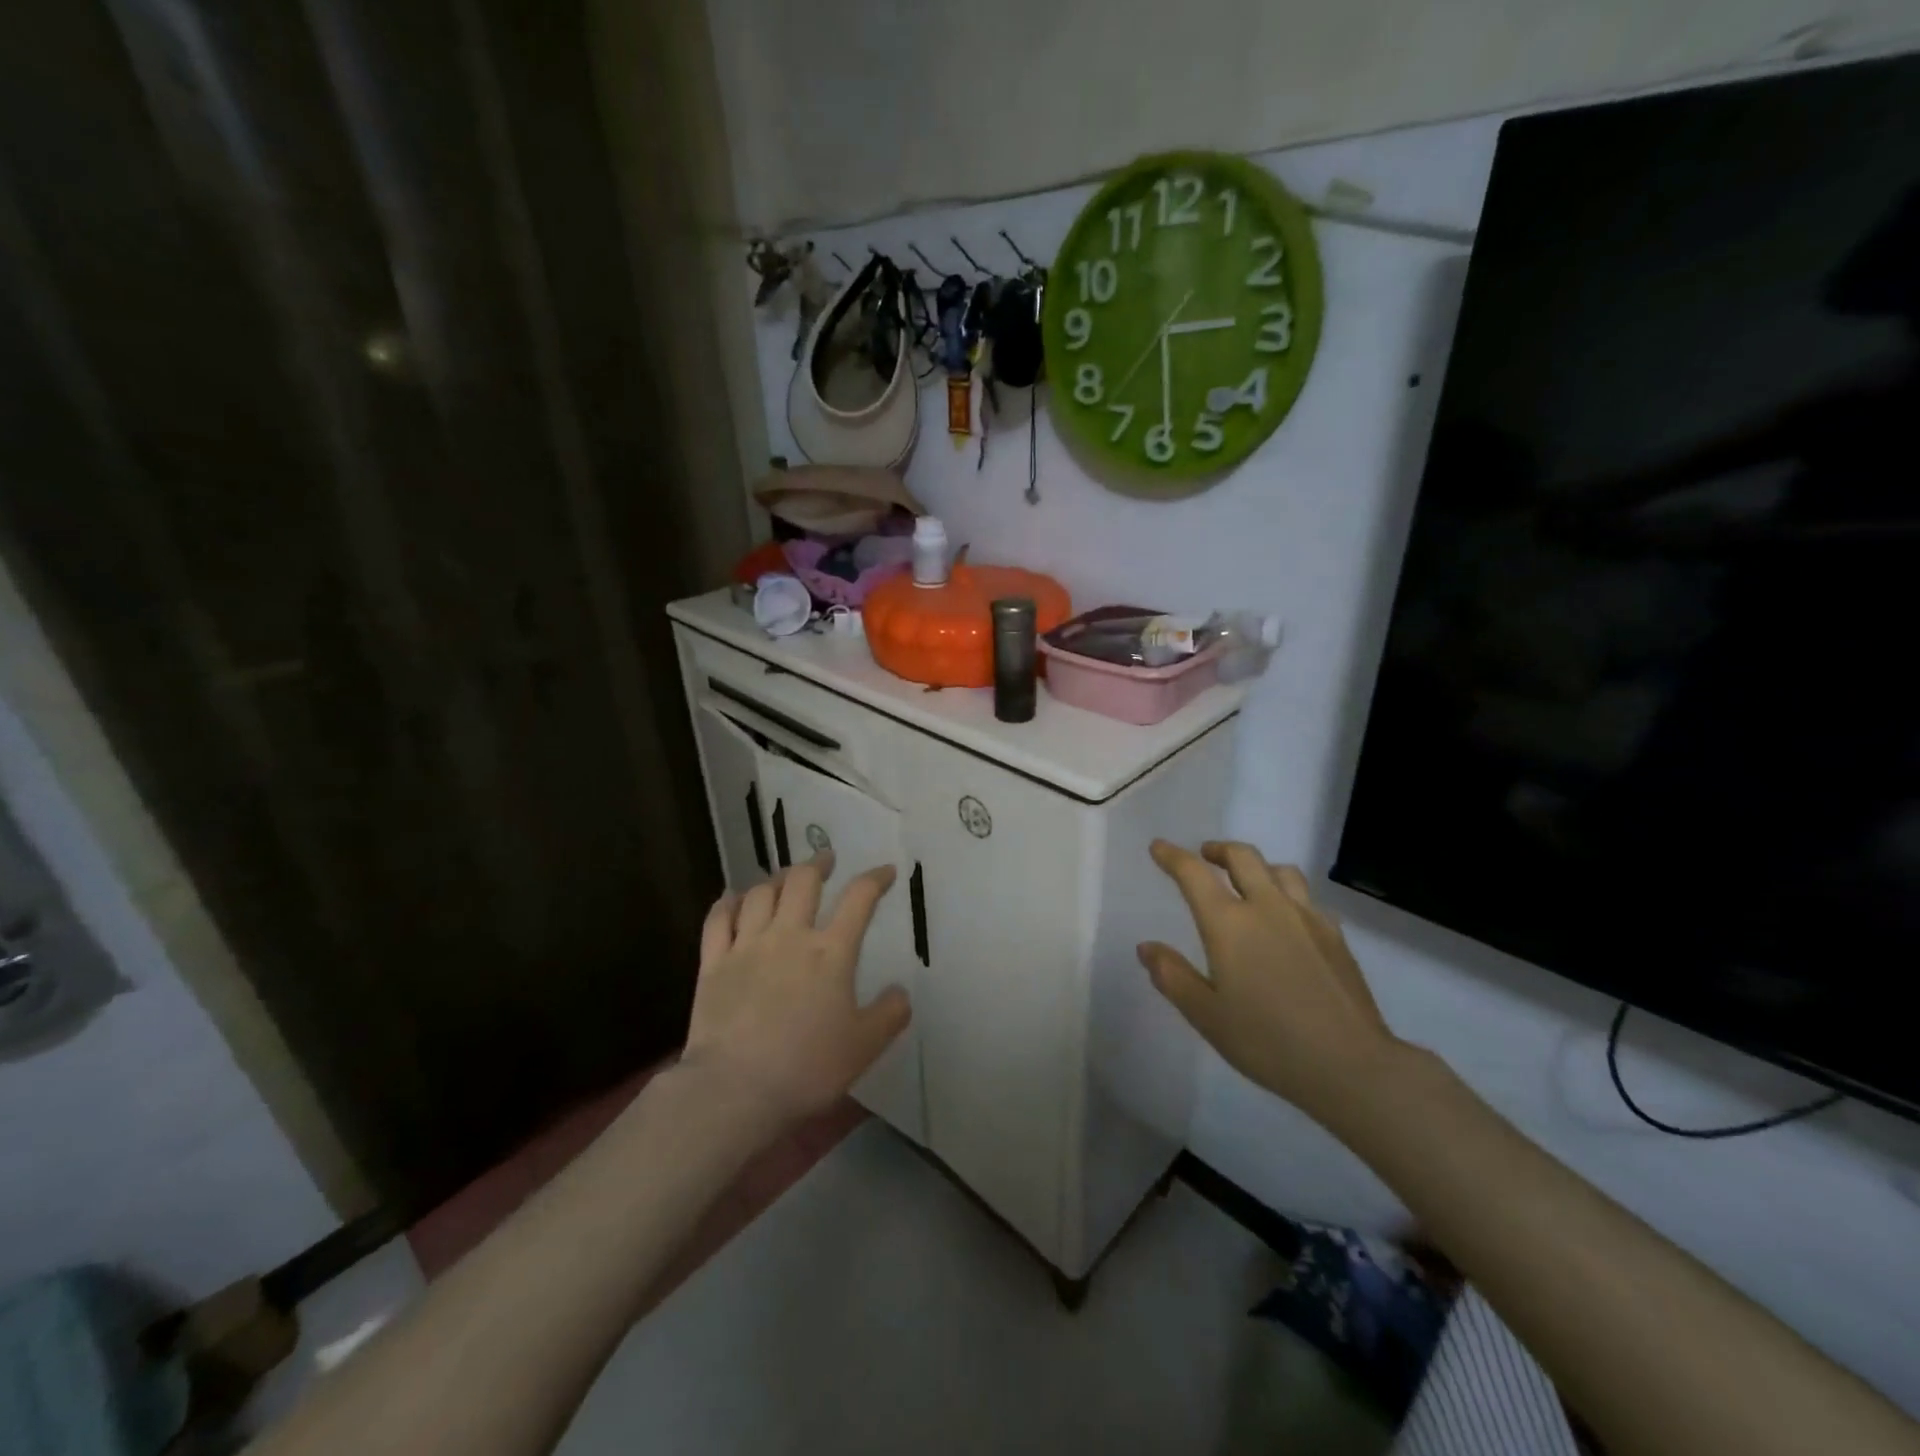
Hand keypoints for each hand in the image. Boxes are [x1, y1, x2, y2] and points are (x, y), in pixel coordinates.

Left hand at [683, 853, 910, 1127]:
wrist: (735, 1090)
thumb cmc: (807, 1068)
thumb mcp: (865, 1046)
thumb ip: (889, 1014)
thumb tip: (901, 991)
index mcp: (831, 952)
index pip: (859, 899)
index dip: (875, 879)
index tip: (886, 872)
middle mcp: (789, 936)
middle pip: (803, 881)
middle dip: (818, 864)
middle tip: (826, 861)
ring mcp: (747, 946)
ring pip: (761, 893)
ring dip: (776, 879)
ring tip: (785, 879)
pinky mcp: (713, 963)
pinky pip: (718, 919)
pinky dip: (728, 902)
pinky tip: (732, 898)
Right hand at [1138, 840, 1401, 1127]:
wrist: (1351, 1064)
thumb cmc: (1267, 1041)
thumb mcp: (1206, 1015)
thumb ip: (1172, 977)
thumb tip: (1147, 948)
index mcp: (1229, 924)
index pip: (1194, 874)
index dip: (1173, 856)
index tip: (1159, 847)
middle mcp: (1267, 907)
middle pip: (1242, 857)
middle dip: (1219, 849)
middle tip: (1205, 856)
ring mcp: (1307, 918)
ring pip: (1280, 870)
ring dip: (1257, 866)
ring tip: (1247, 881)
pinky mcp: (1335, 935)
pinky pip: (1306, 897)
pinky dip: (1288, 894)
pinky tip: (1287, 919)